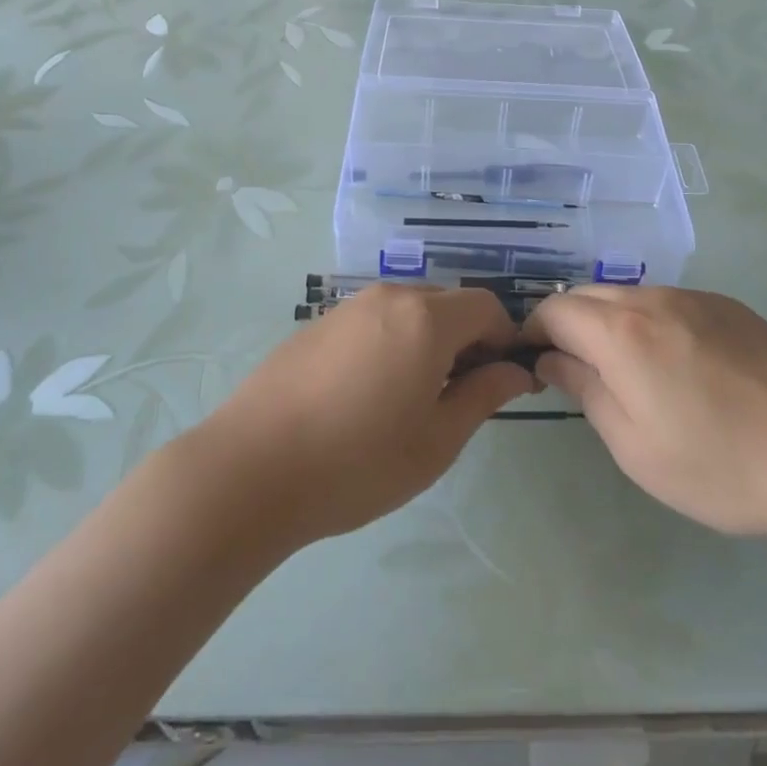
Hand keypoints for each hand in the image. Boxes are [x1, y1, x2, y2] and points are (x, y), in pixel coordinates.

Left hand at [195, 286, 535, 546]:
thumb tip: (515, 371)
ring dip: (427, 340)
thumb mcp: (436, 440)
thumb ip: (483, 396)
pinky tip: (366, 394)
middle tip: (457, 396)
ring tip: (411, 398)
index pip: (486, 306)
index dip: (503, 339)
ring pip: (409, 310)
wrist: (251, 468)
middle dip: (466, 339)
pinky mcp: (317, 322)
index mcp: (426, 318)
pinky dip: (391, 342)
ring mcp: (348, 306)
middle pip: (447, 303)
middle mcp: (389, 297)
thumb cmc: (358, 462)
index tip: (499, 382)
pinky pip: (373, 320)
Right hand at [527, 286, 766, 542]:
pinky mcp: (729, 306)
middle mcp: (653, 299)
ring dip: (610, 322)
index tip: (534, 364)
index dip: (533, 331)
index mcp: (622, 332)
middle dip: (569, 324)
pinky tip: (679, 367)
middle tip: (576, 371)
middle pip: (588, 295)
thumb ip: (585, 391)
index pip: (555, 309)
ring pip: (629, 296)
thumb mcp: (634, 447)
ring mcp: (695, 297)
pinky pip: (669, 303)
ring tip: (628, 372)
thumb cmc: (720, 464)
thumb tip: (551, 359)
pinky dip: (650, 322)